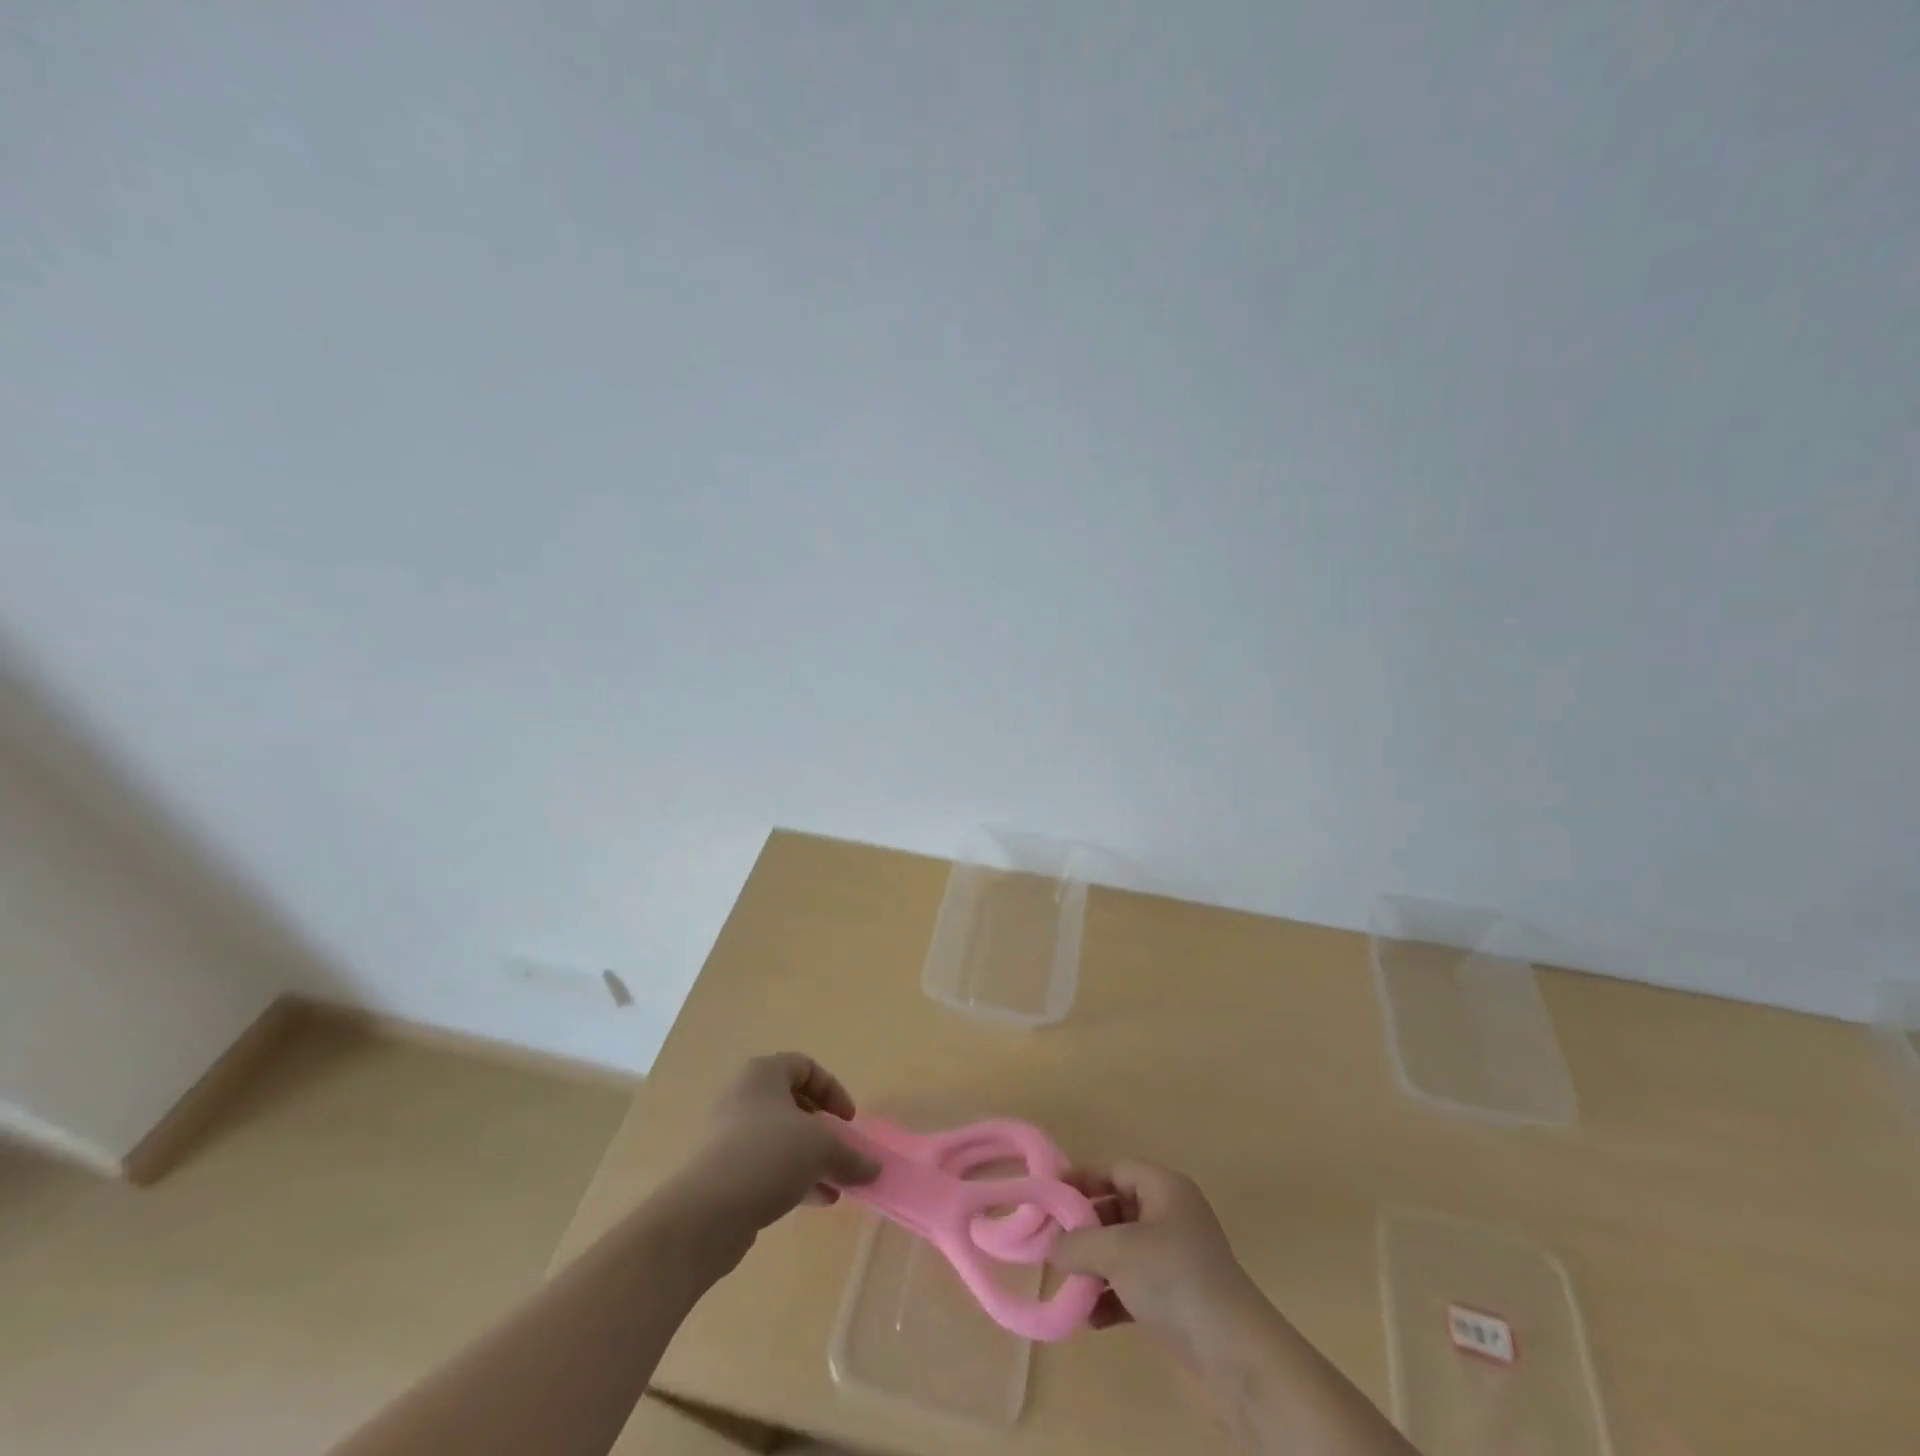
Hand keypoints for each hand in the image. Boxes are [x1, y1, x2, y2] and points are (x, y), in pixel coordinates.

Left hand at [673, 1053, 880, 1240]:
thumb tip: (875, 1169)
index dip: (833, 1091)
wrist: (704, 1214)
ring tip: (836, 1185)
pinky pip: (764, 1166)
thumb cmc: (768, 1155)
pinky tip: (815, 1201)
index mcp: (763, 1074)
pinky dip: (791, 1178)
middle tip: (841, 1152)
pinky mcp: (721, 1172)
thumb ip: (851, 1155)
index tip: (848, 1122)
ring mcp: (728, 1135)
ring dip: (811, 1159)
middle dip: (823, 1131)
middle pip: (793, 1105)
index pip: (806, 1067)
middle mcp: (742, 1096)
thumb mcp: (821, 1148)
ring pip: (780, 1139)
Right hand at [1052, 1162, 1258, 1355]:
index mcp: (1164, 1188)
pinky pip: (1133, 1286)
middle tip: (1051, 1246)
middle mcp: (1170, 1215)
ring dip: (1093, 1268)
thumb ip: (1078, 1242)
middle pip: (1116, 1210)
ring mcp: (1175, 1258)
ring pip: (1123, 1251)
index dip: (1081, 1180)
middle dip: (1084, 1230)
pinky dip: (1110, 1297)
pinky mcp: (1176, 1297)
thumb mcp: (1117, 1251)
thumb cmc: (1173, 1278)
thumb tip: (1051, 1246)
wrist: (1233, 1352)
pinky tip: (1086, 1319)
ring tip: (1065, 1286)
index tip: (1048, 1198)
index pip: (1115, 1170)